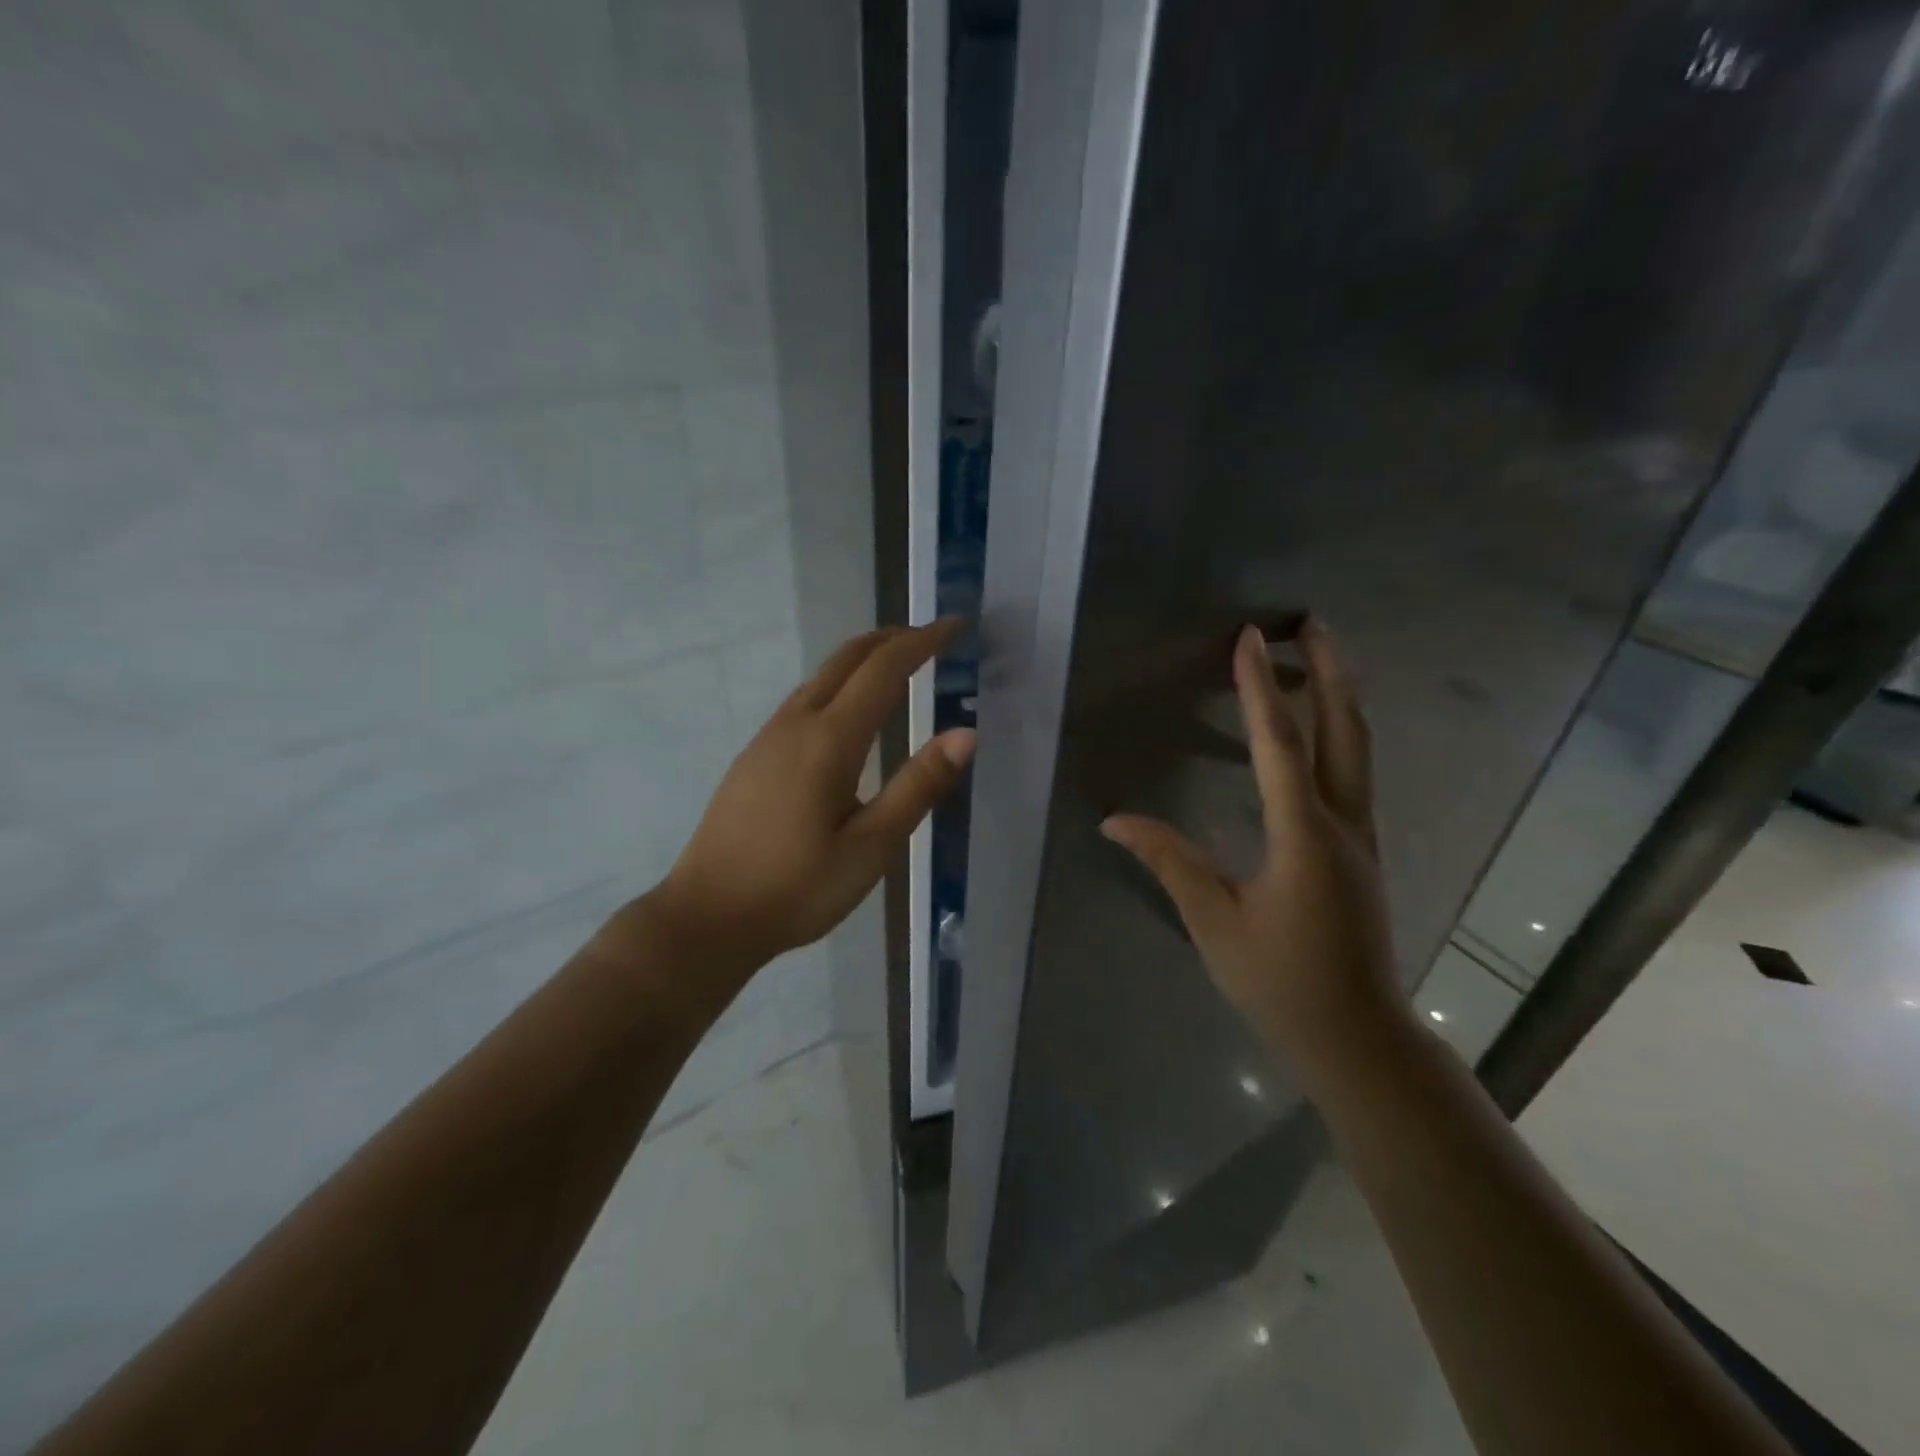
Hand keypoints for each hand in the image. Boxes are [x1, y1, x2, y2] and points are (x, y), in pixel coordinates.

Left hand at [655, 619, 976, 974]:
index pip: (884, 670)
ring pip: (821, 676)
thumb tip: (965, 734)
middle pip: (846, 658)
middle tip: (932, 638)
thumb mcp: (871, 848)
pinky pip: (804, 699)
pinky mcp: (754, 756)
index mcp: (829, 741)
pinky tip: (849, 713)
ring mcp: (768, 738)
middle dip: (892, 639)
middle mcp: (795, 724)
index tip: (956, 626)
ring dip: (863, 660)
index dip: (922, 642)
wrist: (707, 917)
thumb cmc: (796, 889)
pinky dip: (839, 684)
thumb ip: (918, 786)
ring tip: (900, 667)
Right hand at [1101, 621, 1404, 1079]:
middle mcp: (1344, 824)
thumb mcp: (1214, 921)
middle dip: (1329, 672)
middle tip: (1313, 624)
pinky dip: (1338, 734)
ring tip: (1317, 659)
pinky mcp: (1363, 851)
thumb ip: (1169, 861)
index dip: (1260, 688)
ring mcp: (1363, 836)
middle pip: (1344, 730)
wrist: (1357, 1036)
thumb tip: (1115, 821)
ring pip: (1357, 750)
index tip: (1248, 638)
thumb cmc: (1280, 981)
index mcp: (1304, 837)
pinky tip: (1319, 731)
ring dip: (1338, 698)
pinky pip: (1354, 774)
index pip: (1280, 746)